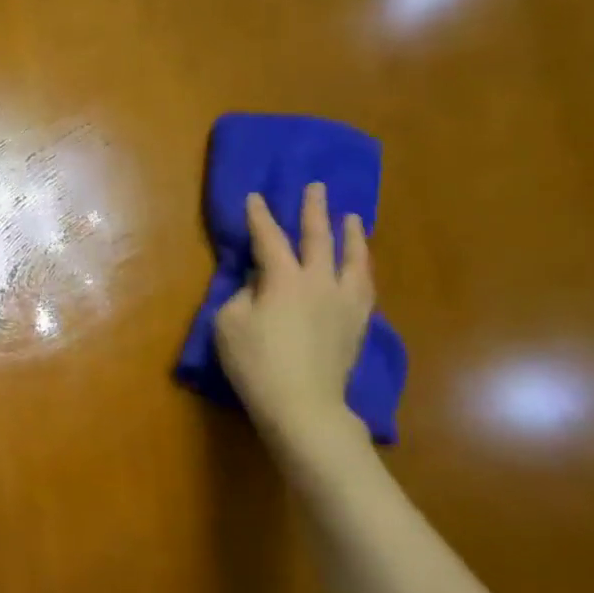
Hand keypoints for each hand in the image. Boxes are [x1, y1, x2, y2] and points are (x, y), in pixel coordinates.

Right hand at [215, 182, 373, 446]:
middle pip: (319, 238)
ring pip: (353, 259)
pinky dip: (361, 268)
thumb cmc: (255, 363)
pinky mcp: (357, 323)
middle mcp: (320, 281)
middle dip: (314, 211)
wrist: (302, 404)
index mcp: (284, 279)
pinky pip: (364, 286)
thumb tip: (259, 282)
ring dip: (351, 235)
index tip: (255, 196)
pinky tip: (360, 267)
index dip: (260, 217)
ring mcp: (344, 302)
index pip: (270, 239)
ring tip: (353, 219)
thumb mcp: (229, 324)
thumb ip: (243, 295)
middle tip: (317, 188)